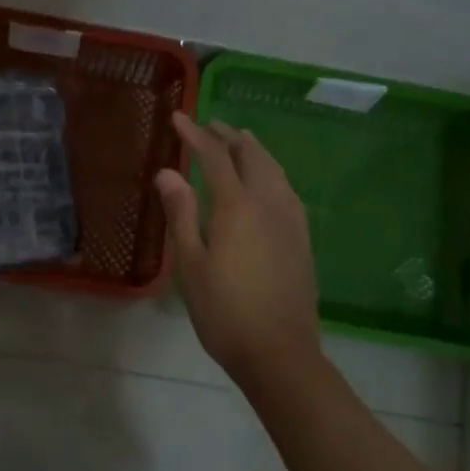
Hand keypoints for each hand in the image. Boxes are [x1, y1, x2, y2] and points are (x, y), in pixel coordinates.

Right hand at [155, 112, 322, 383]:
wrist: (280, 352)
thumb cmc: (224, 311)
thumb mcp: (191, 264)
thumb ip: (181, 213)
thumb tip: (167, 172)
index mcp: (236, 206)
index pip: (215, 156)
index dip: (195, 134)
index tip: (178, 118)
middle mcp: (268, 202)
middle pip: (250, 155)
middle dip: (228, 135)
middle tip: (209, 125)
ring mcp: (290, 219)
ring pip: (274, 168)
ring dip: (254, 150)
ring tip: (240, 141)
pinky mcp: (302, 236)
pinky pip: (286, 187)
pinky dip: (271, 170)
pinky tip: (267, 180)